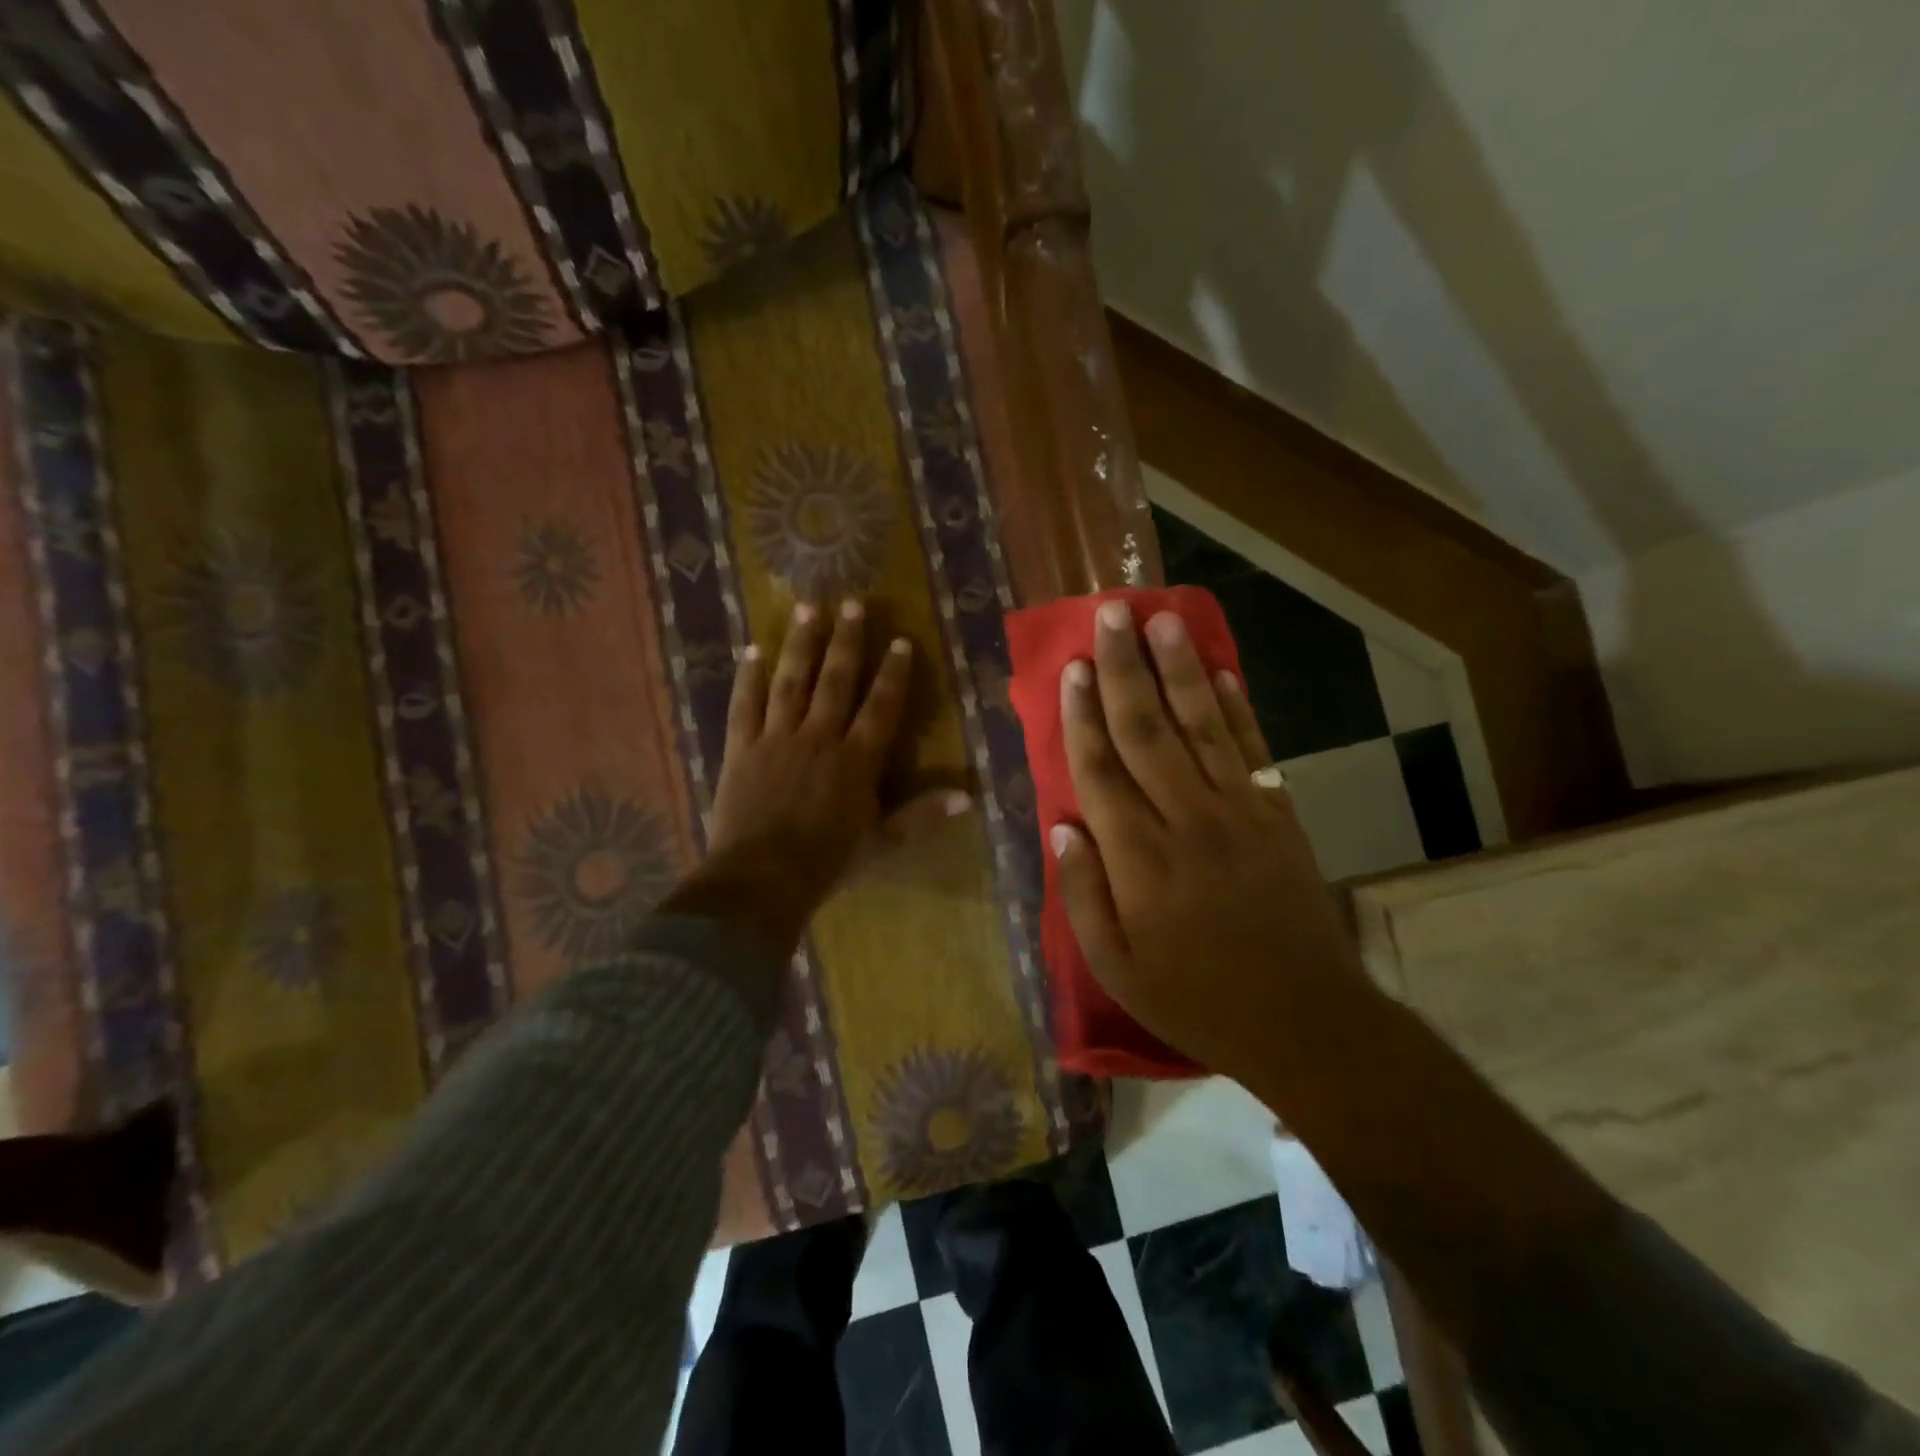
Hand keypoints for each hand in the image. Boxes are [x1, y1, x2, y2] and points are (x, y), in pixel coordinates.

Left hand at [679, 599, 964, 958]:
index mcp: (856, 760)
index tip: (900, 641)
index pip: (880, 706)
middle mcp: (819, 737)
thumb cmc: (827, 862)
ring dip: (800, 644)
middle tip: (851, 603)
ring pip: (791, 681)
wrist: (762, 878)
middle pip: (836, 681)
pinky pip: (745, 705)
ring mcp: (777, 738)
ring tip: (806, 608)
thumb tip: (969, 797)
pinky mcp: (742, 747)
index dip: (893, 673)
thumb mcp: (882, 842)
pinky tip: (751, 650)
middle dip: (846, 641)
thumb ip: (922, 815)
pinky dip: (748, 677)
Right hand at [1050, 601, 1367, 1078]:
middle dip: (1126, 670)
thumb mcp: (1117, 968)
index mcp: (1139, 860)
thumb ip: (1081, 895)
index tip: (1073, 668)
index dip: (1083, 714)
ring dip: (1181, 670)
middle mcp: (1187, 821)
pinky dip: (1236, 709)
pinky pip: (1253, 751)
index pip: (1101, 770)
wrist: (1304, 1021)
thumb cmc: (1196, 999)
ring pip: (1201, 726)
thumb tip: (1060, 825)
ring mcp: (1240, 814)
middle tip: (1112, 614)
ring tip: (1163, 620)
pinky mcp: (1279, 818)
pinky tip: (1221, 672)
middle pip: (1148, 731)